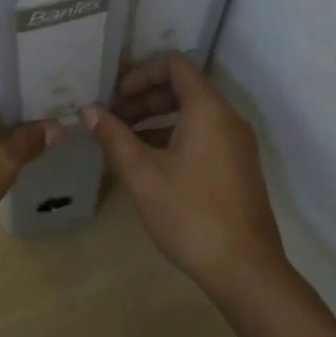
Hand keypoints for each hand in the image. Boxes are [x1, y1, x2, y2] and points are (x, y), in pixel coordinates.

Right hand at [85, 56, 285, 299]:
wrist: (246, 271)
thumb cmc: (190, 213)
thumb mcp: (142, 174)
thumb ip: (114, 136)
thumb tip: (88, 110)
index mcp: (208, 109)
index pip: (174, 65)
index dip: (141, 73)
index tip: (114, 95)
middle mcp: (228, 118)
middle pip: (183, 89)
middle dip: (144, 98)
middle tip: (112, 118)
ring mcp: (236, 145)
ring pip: (192, 115)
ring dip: (156, 120)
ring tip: (123, 141)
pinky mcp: (238, 168)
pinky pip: (203, 136)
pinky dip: (174, 138)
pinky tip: (148, 164)